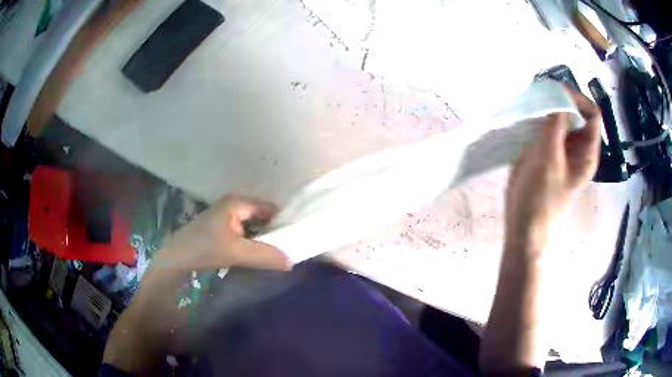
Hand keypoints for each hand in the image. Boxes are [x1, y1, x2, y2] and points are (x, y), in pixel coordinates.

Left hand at [155, 194, 291, 271]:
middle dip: (274, 232)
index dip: (283, 222)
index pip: (270, 208)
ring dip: (262, 238)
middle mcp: (233, 204)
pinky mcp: (221, 227)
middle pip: (262, 216)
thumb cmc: (204, 248)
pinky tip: (255, 254)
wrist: (176, 256)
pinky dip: (252, 242)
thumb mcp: (236, 252)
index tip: (294, 239)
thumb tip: (292, 261)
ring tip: (274, 253)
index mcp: (238, 202)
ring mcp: (226, 215)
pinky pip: (244, 232)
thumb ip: (265, 255)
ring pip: (253, 225)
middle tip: (286, 249)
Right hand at [505, 89, 601, 257]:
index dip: (578, 99)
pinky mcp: (548, 152)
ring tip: (533, 104)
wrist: (524, 224)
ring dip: (549, 108)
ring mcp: (563, 150)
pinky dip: (540, 118)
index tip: (557, 92)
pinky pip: (548, 127)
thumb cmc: (541, 196)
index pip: (592, 114)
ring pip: (562, 119)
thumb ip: (556, 124)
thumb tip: (560, 93)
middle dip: (562, 100)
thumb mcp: (550, 157)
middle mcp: (578, 148)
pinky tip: (528, 117)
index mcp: (587, 152)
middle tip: (541, 95)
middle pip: (578, 113)